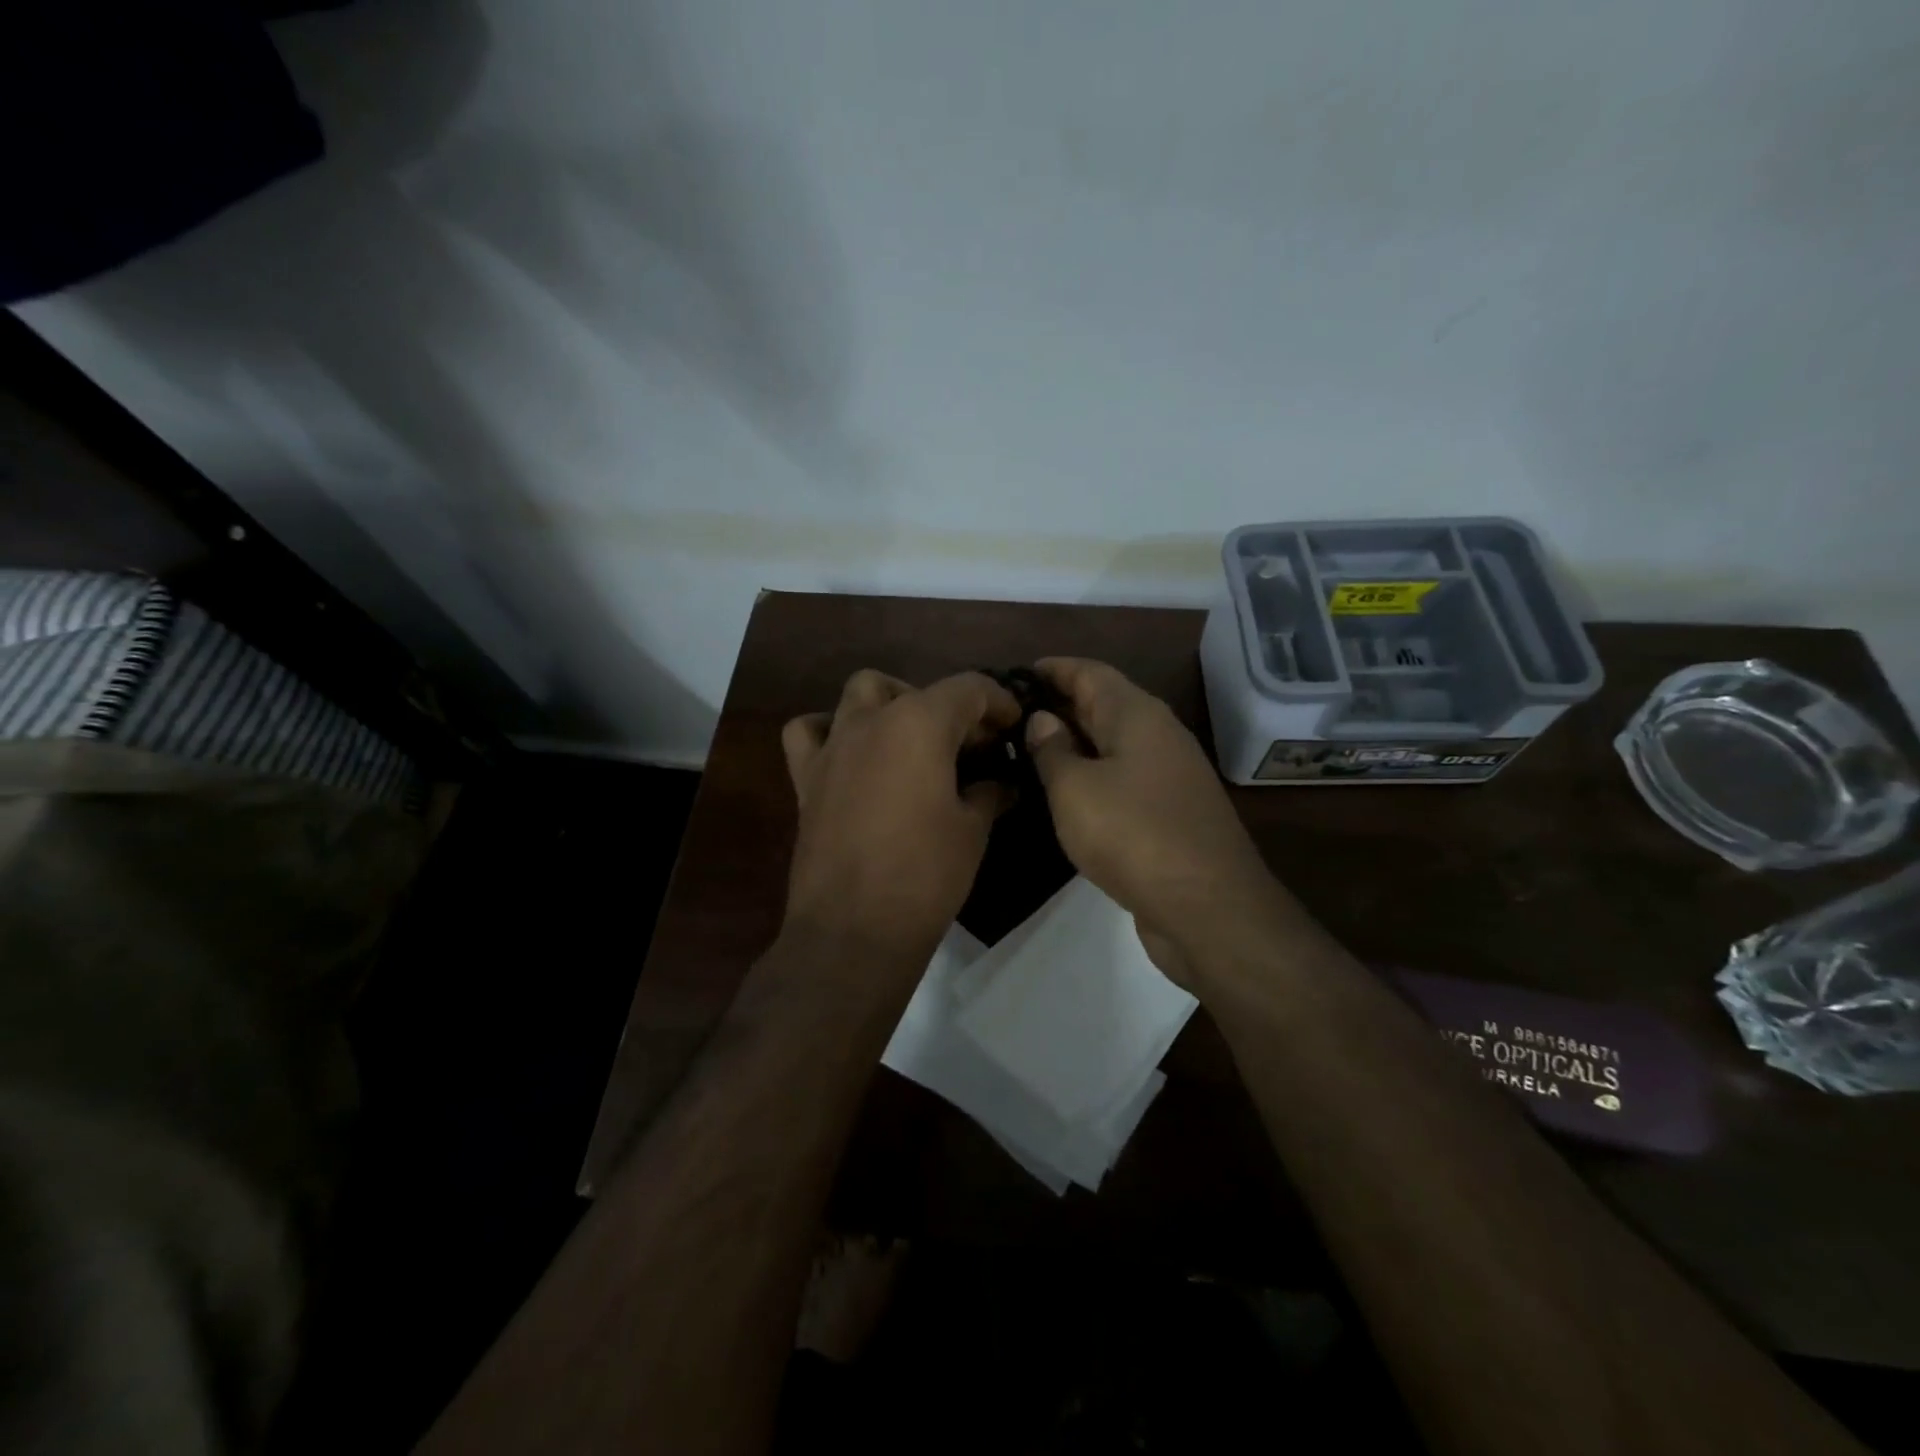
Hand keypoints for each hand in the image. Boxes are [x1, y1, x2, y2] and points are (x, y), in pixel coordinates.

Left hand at [781, 669, 1020, 958]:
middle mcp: (872, 721)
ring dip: (891, 702)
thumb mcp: (972, 830)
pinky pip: (810, 731)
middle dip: (949, 707)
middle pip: (916, 688)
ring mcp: (834, 746)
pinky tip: (851, 754)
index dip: (998, 701)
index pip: (969, 689)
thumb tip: (1001, 783)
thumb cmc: (925, 874)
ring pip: (860, 692)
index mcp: (920, 723)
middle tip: (970, 746)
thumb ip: (989, 792)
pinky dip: (831, 729)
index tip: (1012, 725)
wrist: (854, 929)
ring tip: (911, 738)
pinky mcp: (807, 777)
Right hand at [1024, 658, 1279, 979]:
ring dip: (1076, 741)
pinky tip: (1067, 791)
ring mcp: (1169, 774)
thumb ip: (1052, 750)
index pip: (1090, 672)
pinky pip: (1123, 776)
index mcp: (1137, 715)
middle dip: (1061, 703)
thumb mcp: (1074, 789)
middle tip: (1013, 713)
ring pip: (1114, 743)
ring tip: (1030, 748)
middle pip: (1105, 704)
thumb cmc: (1132, 833)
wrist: (1206, 906)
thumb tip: (1042, 719)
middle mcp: (1158, 735)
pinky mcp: (1170, 811)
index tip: (1017, 673)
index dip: (1055, 668)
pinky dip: (1093, 774)